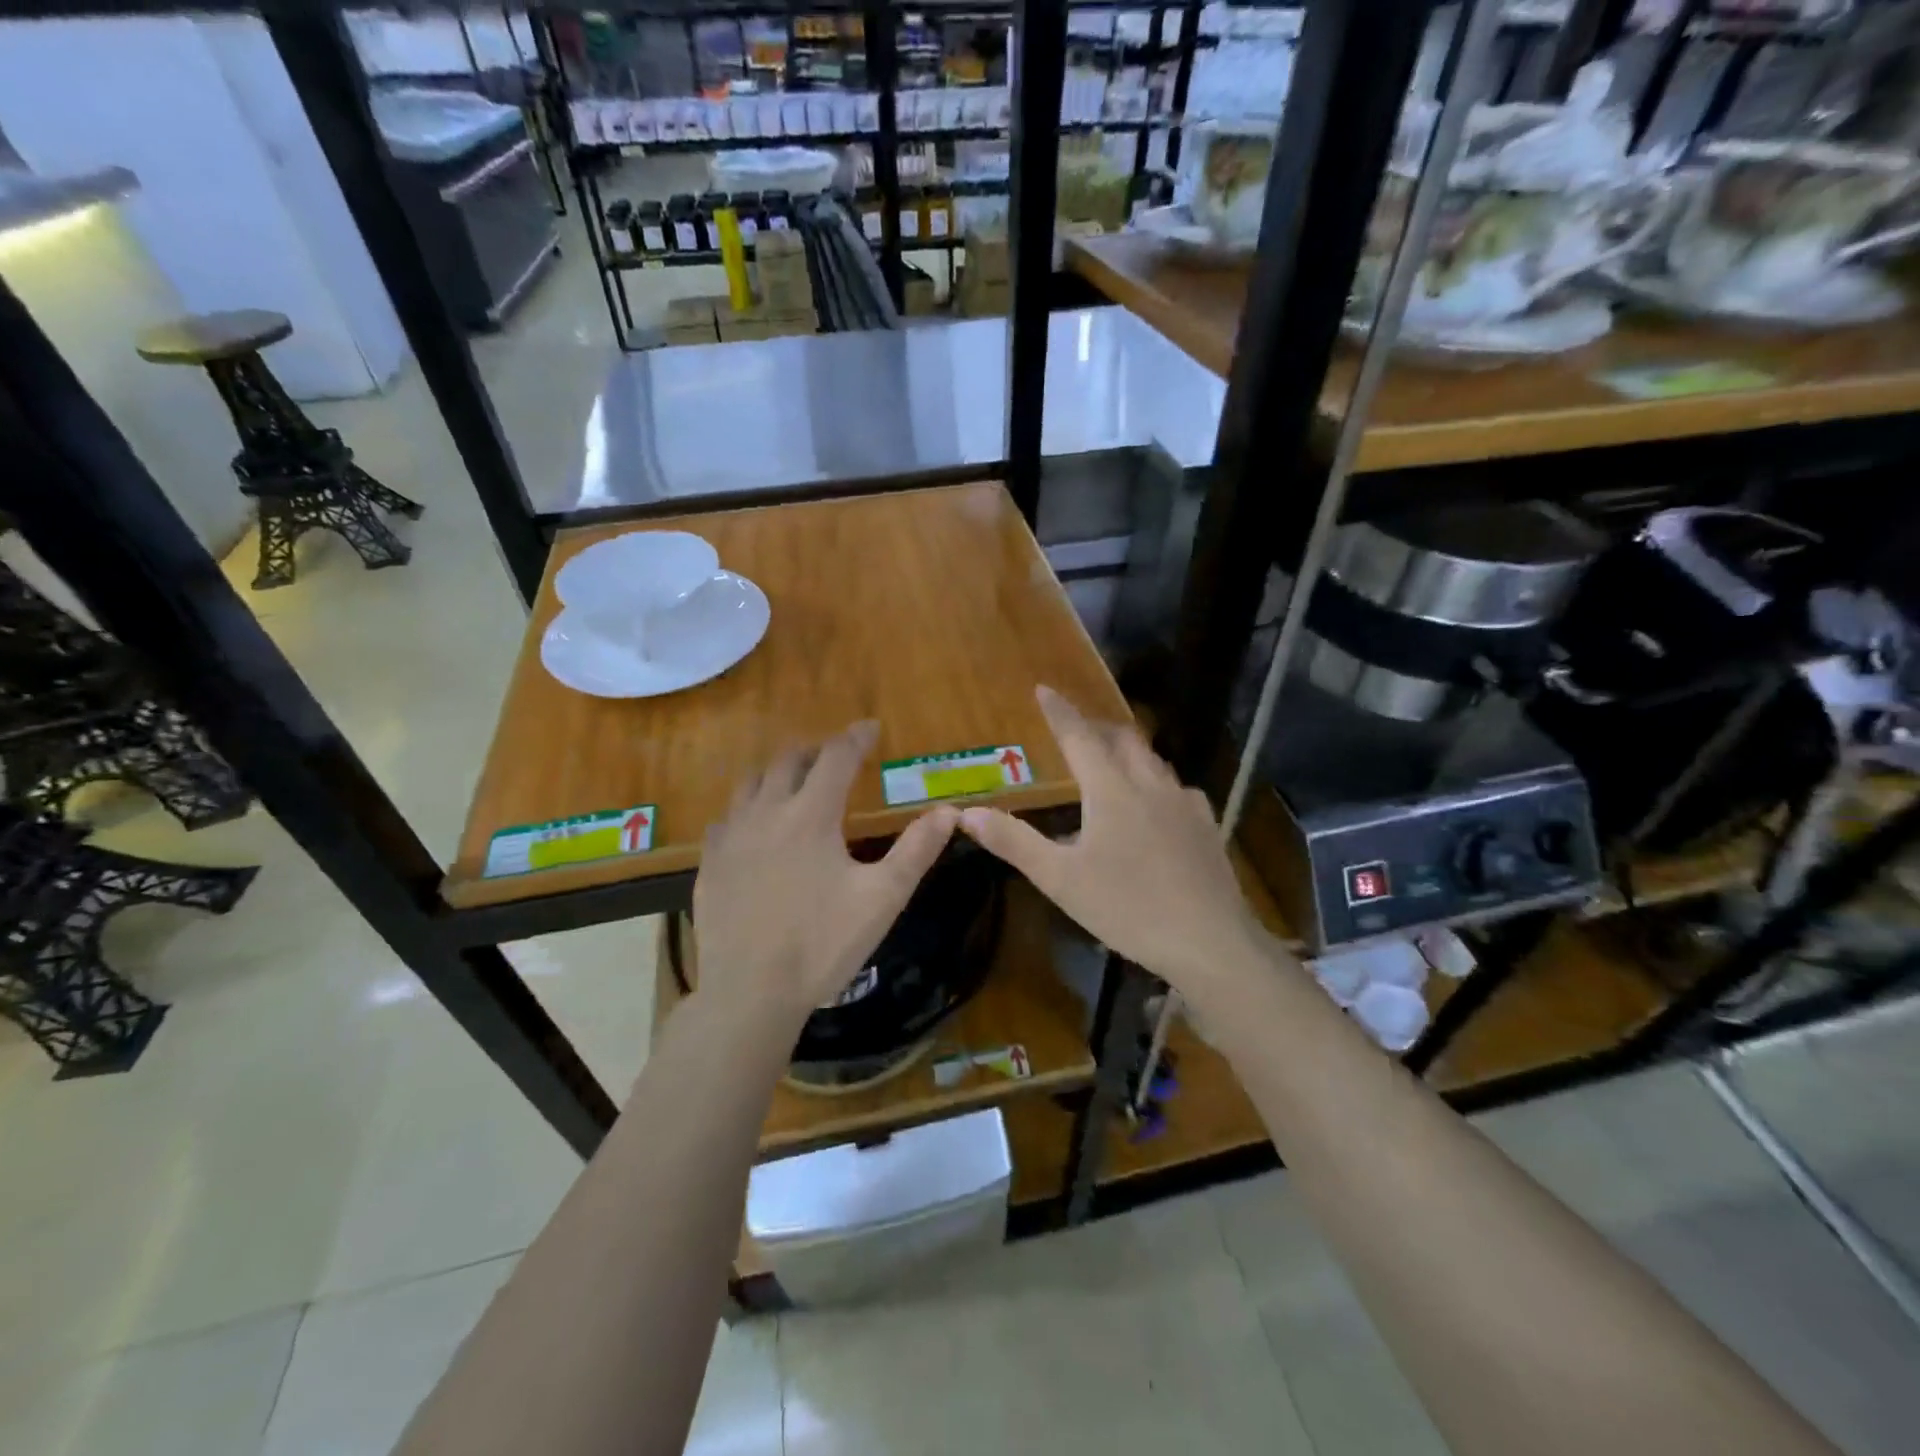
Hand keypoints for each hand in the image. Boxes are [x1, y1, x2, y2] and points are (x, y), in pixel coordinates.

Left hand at [693, 721, 957, 1033]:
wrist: (750, 993)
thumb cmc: (823, 943)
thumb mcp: (883, 898)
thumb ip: (917, 850)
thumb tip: (949, 812)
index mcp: (811, 815)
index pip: (835, 758)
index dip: (856, 738)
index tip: (870, 727)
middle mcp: (766, 813)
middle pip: (788, 761)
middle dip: (815, 751)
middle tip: (834, 756)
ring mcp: (731, 838)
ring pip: (751, 784)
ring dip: (777, 773)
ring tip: (794, 781)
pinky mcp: (710, 864)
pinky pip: (727, 818)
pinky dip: (748, 808)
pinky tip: (755, 827)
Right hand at [958, 686, 1266, 995]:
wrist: (1209, 940)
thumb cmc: (1127, 907)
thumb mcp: (1060, 879)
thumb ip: (1014, 842)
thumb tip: (968, 813)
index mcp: (1111, 790)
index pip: (1079, 737)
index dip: (1059, 712)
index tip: (1044, 689)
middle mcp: (1150, 784)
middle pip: (1123, 738)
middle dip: (1096, 726)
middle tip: (1077, 729)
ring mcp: (1185, 802)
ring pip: (1153, 760)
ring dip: (1128, 751)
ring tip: (1112, 761)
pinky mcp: (1206, 824)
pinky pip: (1177, 788)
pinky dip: (1156, 782)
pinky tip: (1157, 804)